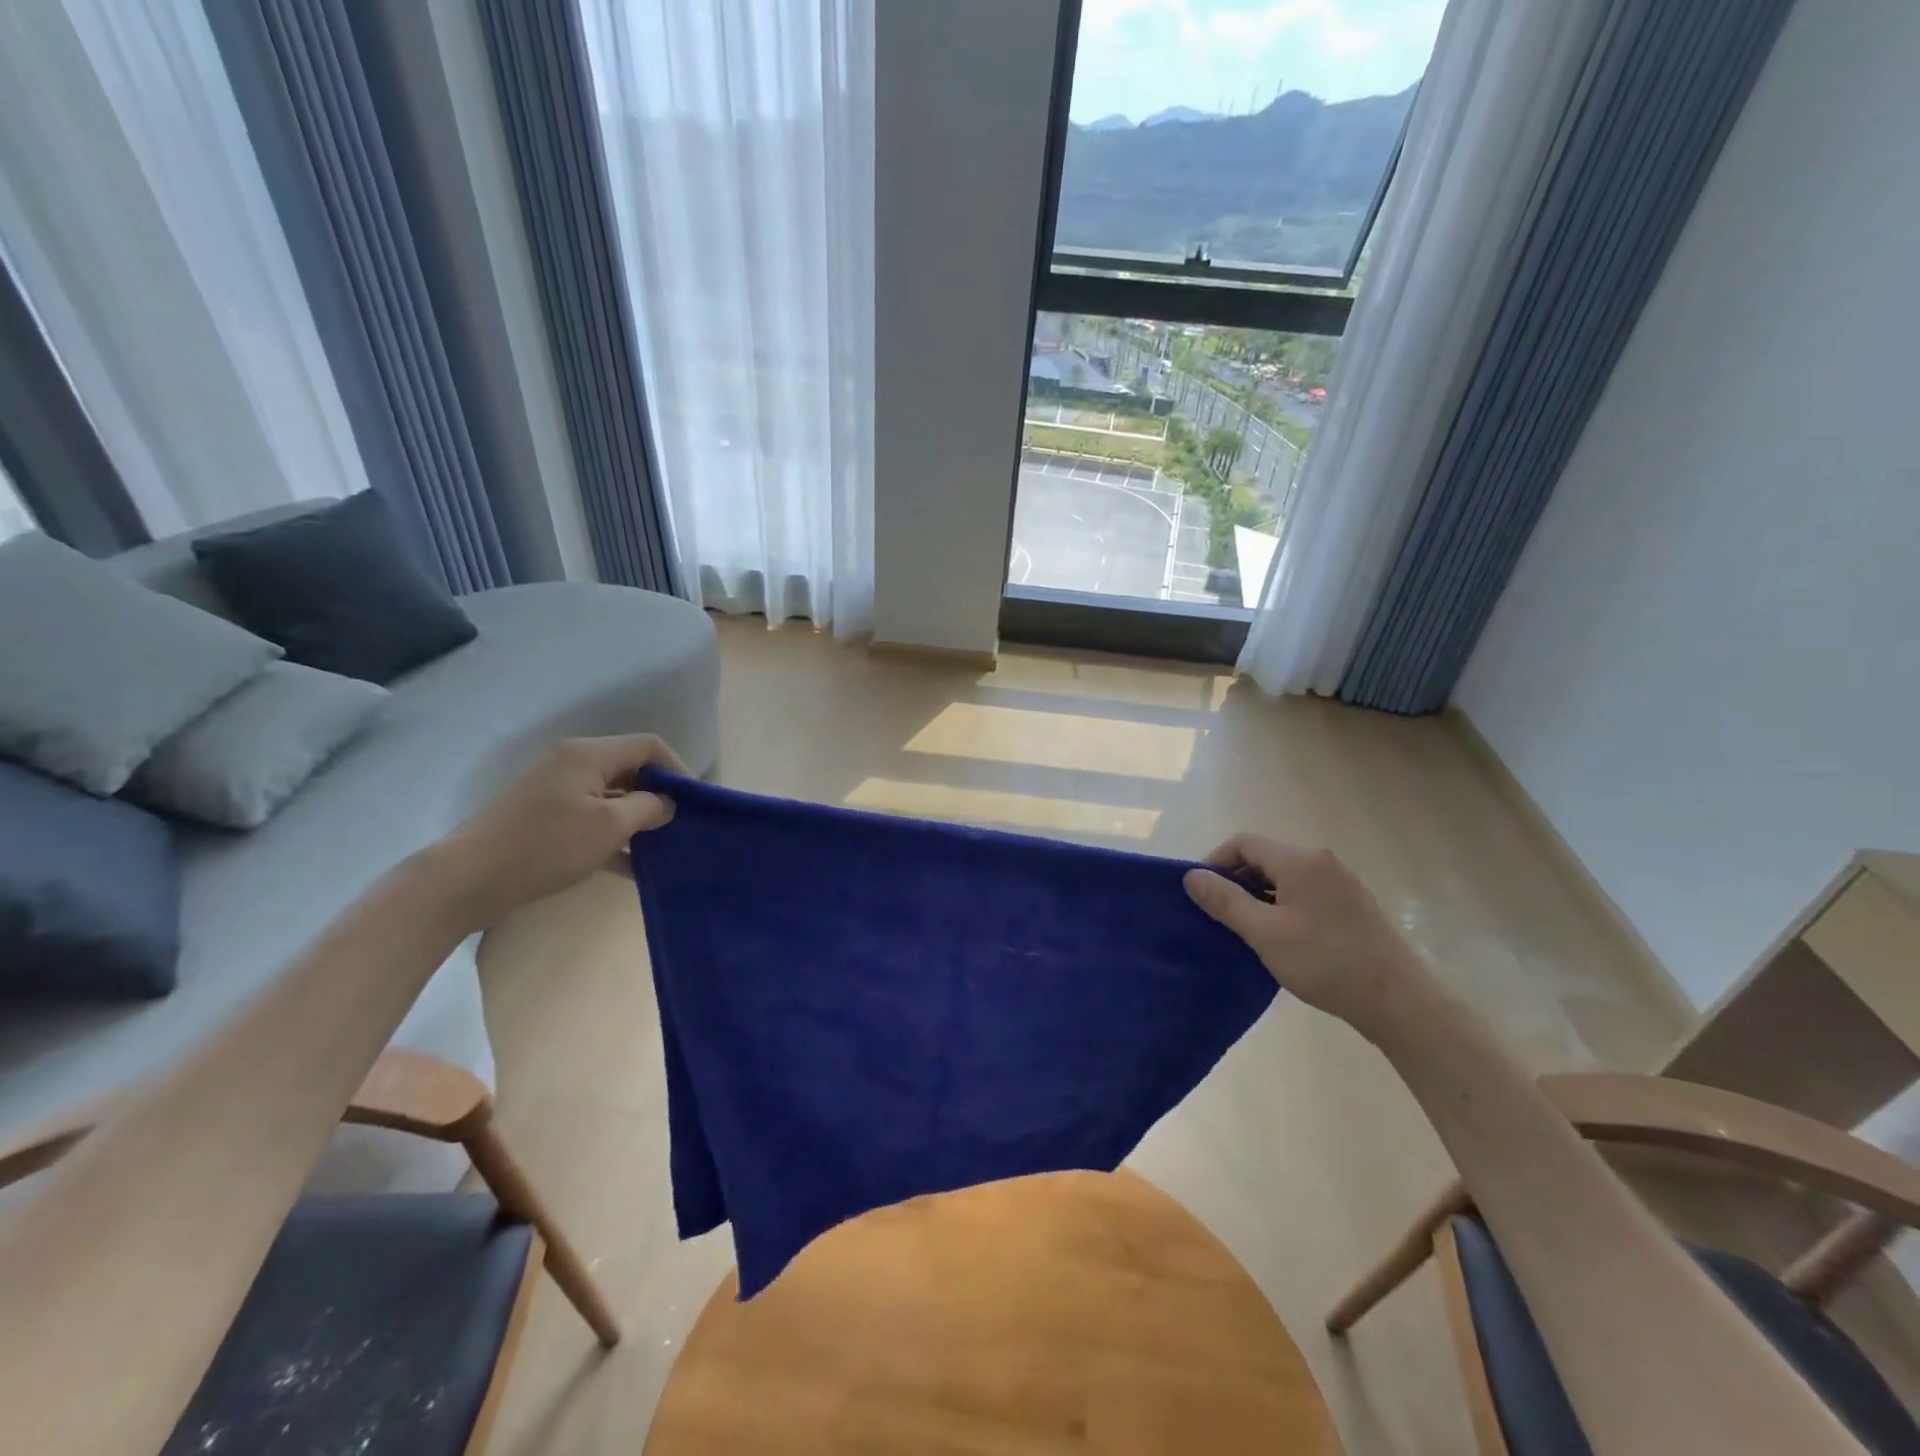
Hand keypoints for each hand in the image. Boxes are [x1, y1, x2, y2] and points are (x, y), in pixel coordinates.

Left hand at [437, 734, 686, 925]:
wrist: (468, 879)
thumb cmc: (546, 845)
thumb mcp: (610, 826)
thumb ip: (648, 808)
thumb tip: (666, 803)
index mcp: (589, 755)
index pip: (648, 746)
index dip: (677, 768)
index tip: (693, 802)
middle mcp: (573, 764)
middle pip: (630, 769)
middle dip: (658, 795)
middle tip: (679, 826)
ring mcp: (556, 791)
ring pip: (612, 797)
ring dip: (637, 820)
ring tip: (661, 848)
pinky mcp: (545, 818)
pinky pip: (591, 818)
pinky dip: (613, 837)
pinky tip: (632, 867)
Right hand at [1184, 834, 1435, 1036]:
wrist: (1399, 1001)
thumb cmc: (1325, 962)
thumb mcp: (1264, 933)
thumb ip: (1225, 901)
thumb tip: (1191, 876)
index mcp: (1300, 861)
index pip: (1244, 842)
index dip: (1216, 861)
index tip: (1202, 893)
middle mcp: (1322, 861)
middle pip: (1265, 856)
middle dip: (1236, 879)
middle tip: (1220, 914)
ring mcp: (1341, 882)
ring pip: (1285, 876)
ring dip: (1259, 894)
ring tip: (1246, 928)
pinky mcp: (1353, 904)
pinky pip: (1305, 891)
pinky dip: (1283, 904)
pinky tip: (1281, 936)